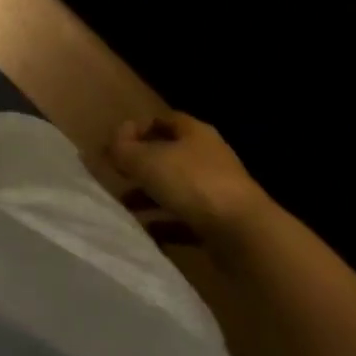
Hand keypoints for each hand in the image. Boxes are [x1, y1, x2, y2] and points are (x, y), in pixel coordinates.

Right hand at [107, 111, 269, 244]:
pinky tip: (147, 232)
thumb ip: (122, 149)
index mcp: (194, 133)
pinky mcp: (222, 224)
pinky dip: (165, 225)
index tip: (115, 145)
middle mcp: (208, 158)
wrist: (245, 235)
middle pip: (168, 156)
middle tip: (117, 176)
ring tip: (126, 208)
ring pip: (175, 190)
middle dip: (141, 167)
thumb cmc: (192, 183)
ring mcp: (218, 192)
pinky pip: (186, 220)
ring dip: (149, 198)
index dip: (137, 129)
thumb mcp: (145, 160)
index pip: (162, 120)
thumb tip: (111, 145)